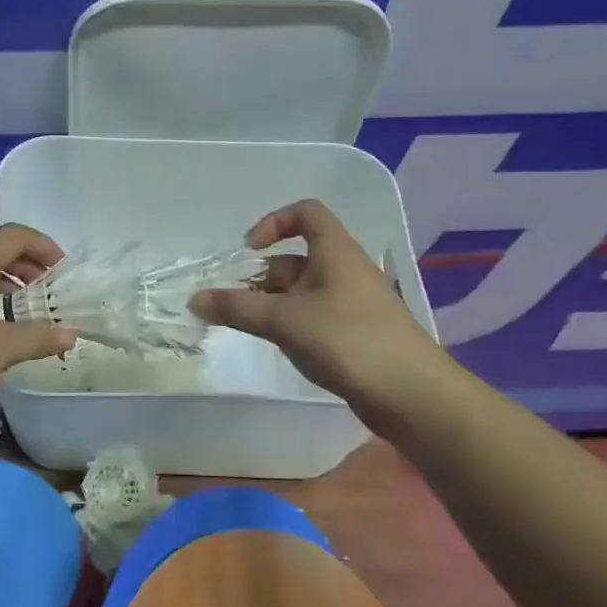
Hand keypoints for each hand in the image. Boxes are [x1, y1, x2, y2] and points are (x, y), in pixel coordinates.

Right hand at [189, 199, 439, 408]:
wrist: (411, 393)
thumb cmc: (348, 340)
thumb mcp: (285, 320)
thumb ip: (237, 308)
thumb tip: (194, 299)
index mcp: (335, 251)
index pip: (306, 213)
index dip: (274, 222)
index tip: (249, 251)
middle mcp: (343, 270)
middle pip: (294, 259)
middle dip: (260, 278)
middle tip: (232, 304)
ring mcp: (350, 303)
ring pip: (301, 292)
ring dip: (271, 304)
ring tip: (248, 328)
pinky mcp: (353, 333)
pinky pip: (312, 316)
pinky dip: (290, 324)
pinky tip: (278, 347)